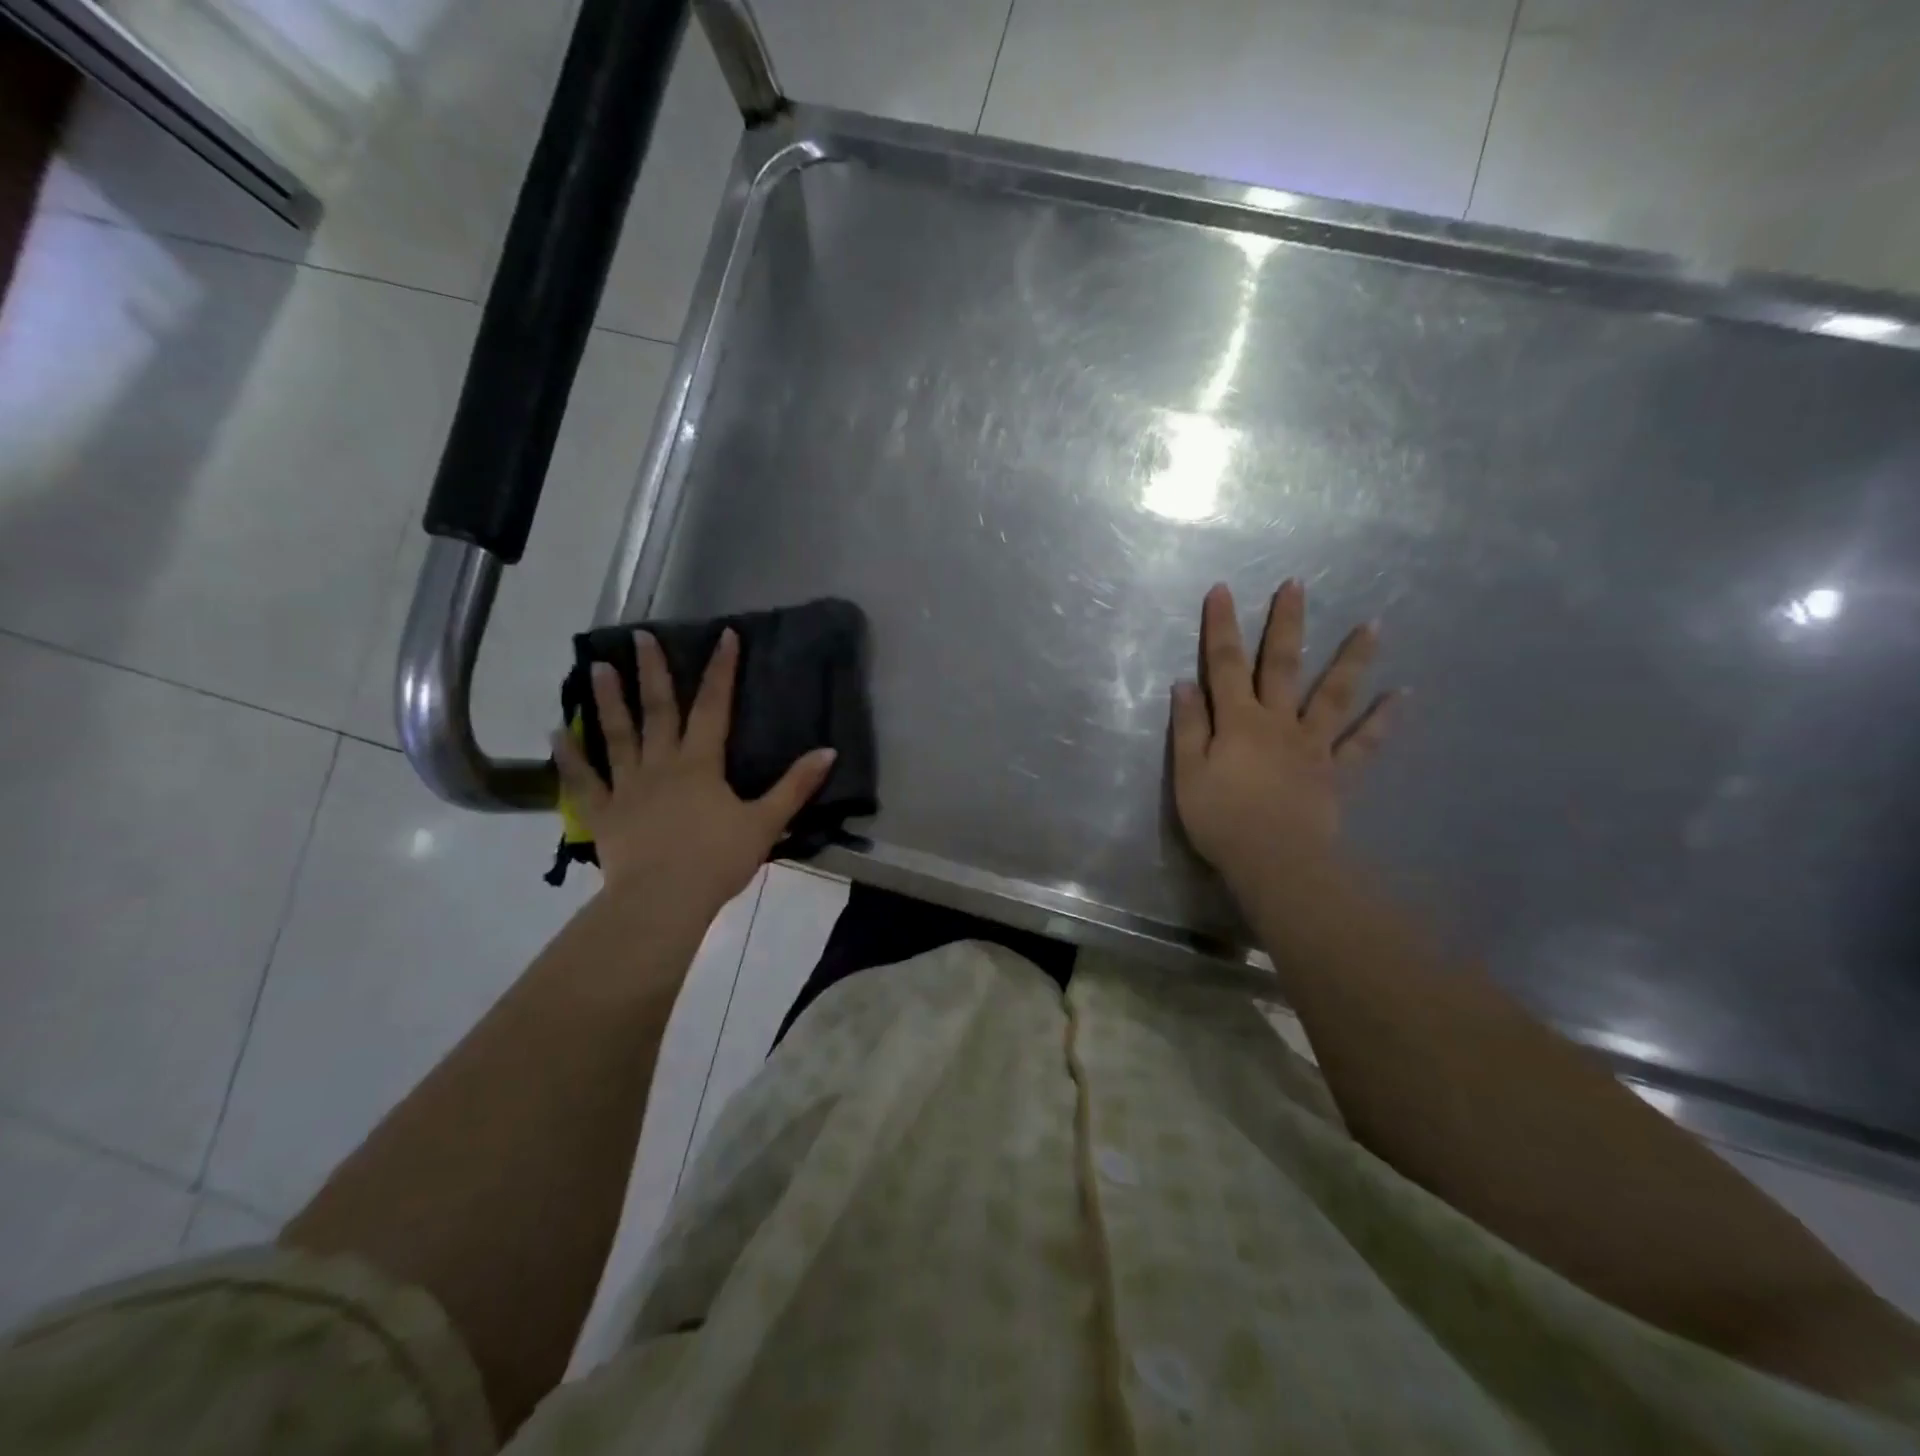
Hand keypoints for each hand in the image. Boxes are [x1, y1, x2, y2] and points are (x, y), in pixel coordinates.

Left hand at [552, 628, 836, 916]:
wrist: (663, 901)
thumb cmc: (717, 860)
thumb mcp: (766, 823)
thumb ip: (795, 786)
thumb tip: (828, 751)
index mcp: (701, 764)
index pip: (714, 706)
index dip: (721, 670)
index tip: (724, 635)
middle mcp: (661, 764)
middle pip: (657, 710)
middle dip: (652, 671)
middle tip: (639, 635)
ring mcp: (627, 786)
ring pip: (616, 735)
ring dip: (607, 700)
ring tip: (597, 666)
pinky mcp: (603, 812)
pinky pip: (582, 781)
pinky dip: (569, 757)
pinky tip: (557, 732)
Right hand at [1170, 580, 1397, 886]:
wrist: (1275, 862)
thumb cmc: (1222, 819)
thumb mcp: (1188, 774)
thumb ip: (1189, 727)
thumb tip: (1185, 684)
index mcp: (1239, 721)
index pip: (1225, 665)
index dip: (1221, 627)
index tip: (1222, 590)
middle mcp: (1279, 722)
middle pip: (1282, 665)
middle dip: (1286, 623)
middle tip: (1297, 585)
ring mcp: (1313, 745)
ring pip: (1333, 694)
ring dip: (1352, 658)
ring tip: (1373, 625)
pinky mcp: (1336, 772)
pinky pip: (1364, 743)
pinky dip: (1384, 720)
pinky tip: (1404, 695)